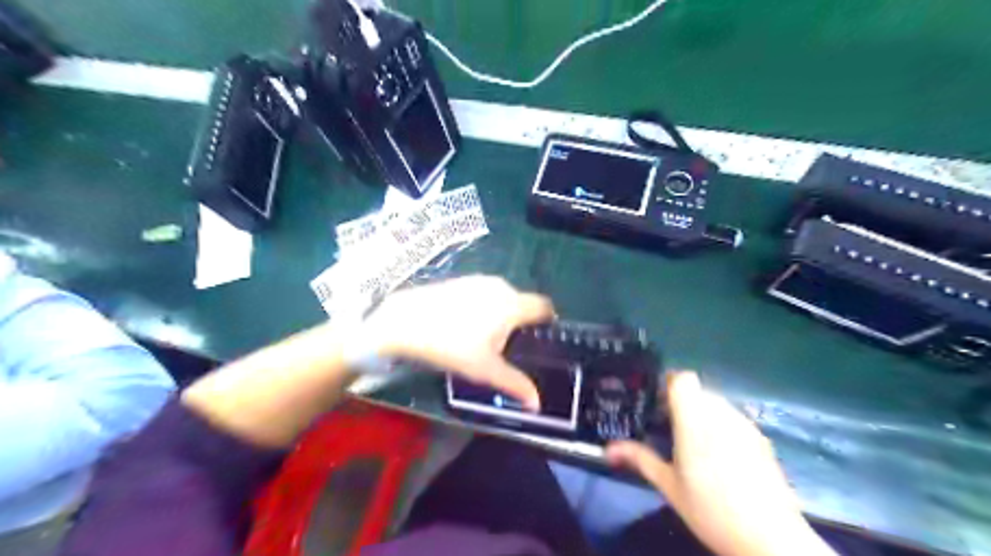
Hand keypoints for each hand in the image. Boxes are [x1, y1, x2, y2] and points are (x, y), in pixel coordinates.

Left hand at [360, 276, 555, 409]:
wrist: (404, 321)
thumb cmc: (450, 345)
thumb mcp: (484, 370)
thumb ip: (515, 384)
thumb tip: (537, 403)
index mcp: (512, 305)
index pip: (544, 306)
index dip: (547, 321)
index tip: (540, 339)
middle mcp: (501, 287)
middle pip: (522, 303)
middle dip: (520, 322)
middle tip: (507, 347)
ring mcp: (479, 280)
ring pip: (502, 297)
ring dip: (501, 314)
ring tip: (484, 337)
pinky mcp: (461, 280)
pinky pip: (483, 294)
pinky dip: (483, 306)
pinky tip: (464, 324)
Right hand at [608, 371, 830, 555]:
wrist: (771, 539)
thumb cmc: (711, 509)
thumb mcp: (669, 486)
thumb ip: (640, 459)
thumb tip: (608, 449)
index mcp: (696, 420)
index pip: (683, 379)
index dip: (668, 384)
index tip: (656, 404)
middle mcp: (722, 415)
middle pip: (698, 390)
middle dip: (681, 403)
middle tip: (668, 429)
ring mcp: (745, 426)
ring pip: (717, 404)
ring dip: (702, 414)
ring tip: (693, 444)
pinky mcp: (762, 439)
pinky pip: (734, 419)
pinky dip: (721, 427)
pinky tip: (720, 458)